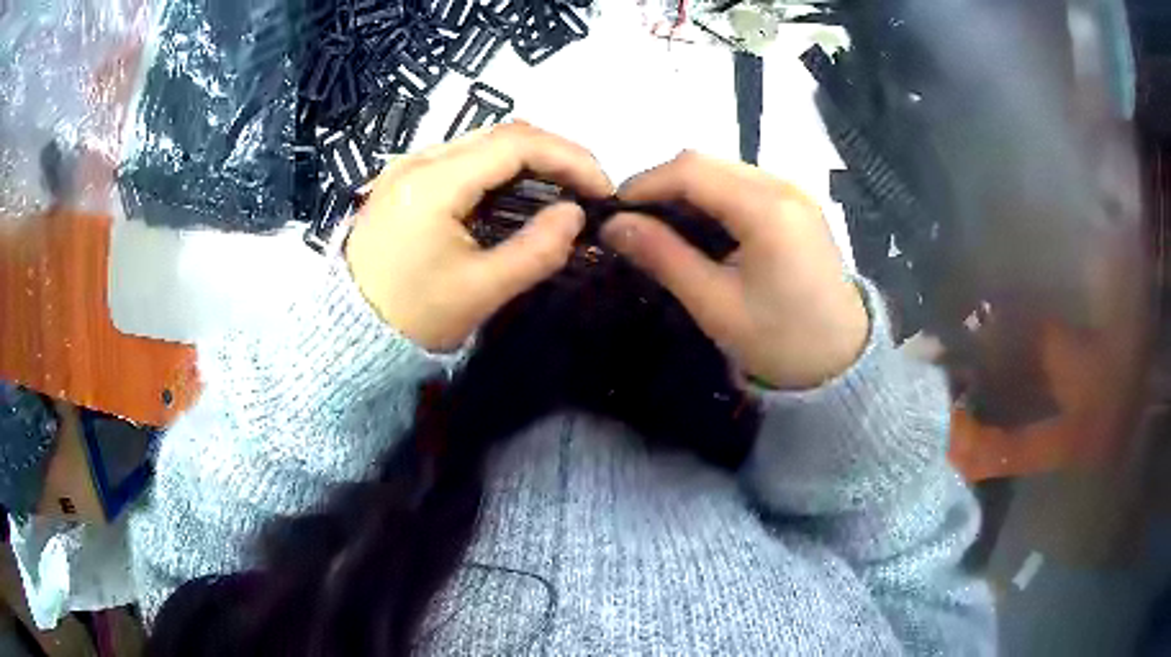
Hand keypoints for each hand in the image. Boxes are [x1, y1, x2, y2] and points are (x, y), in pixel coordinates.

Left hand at [346, 122, 612, 351]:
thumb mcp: (480, 291)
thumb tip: (575, 216)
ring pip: (482, 143)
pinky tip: (516, 194)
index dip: (569, 157)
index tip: (602, 188)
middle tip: (586, 189)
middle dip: (554, 155)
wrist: (348, 333)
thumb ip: (536, 250)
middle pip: (501, 134)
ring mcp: (406, 167)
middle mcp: (417, 160)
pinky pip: (462, 159)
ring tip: (560, 190)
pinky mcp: (404, 181)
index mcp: (432, 183)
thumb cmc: (412, 318)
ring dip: (528, 159)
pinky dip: (499, 169)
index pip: (516, 143)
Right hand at [603, 151, 868, 388]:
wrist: (842, 362)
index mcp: (767, 210)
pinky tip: (701, 229)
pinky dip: (713, 198)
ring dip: (687, 191)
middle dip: (663, 186)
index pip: (691, 171)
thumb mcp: (715, 304)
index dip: (644, 183)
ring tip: (662, 227)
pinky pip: (743, 184)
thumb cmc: (780, 342)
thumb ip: (664, 257)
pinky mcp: (797, 204)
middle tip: (635, 223)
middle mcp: (783, 187)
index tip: (613, 212)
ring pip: (724, 170)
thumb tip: (614, 226)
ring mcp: (794, 192)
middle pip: (707, 163)